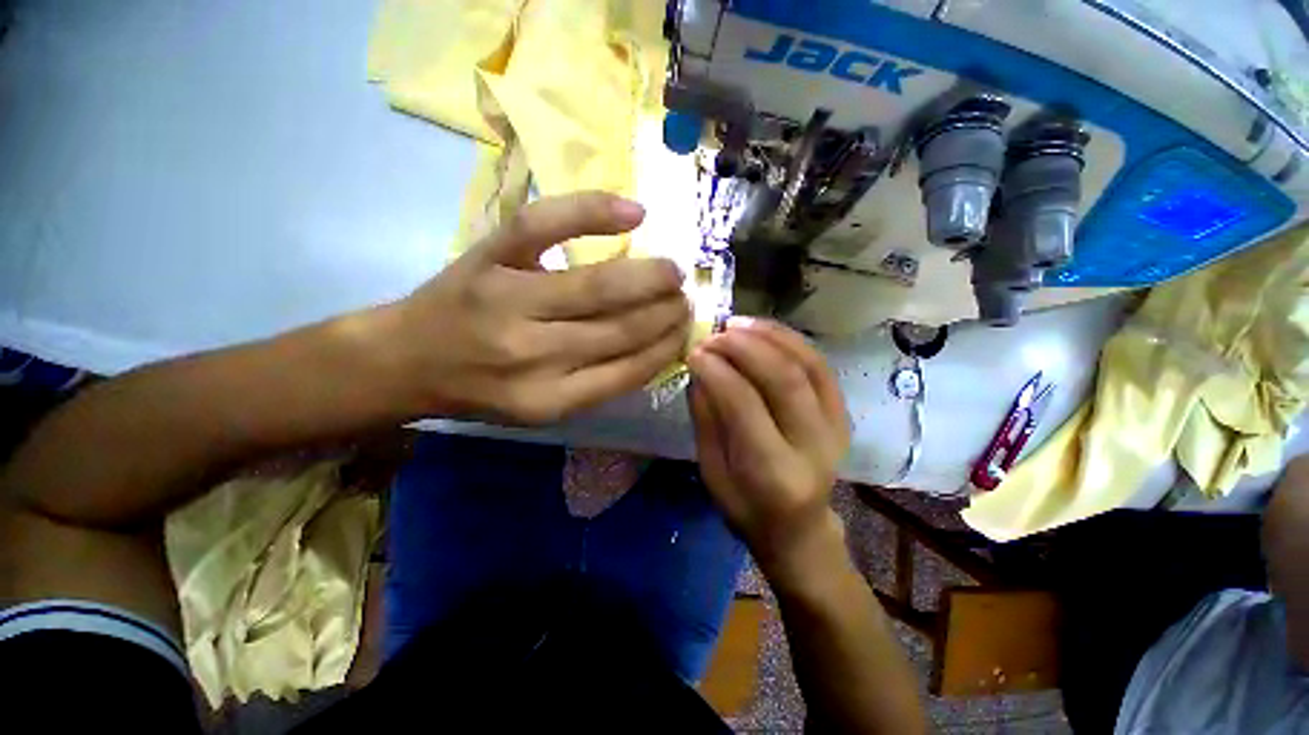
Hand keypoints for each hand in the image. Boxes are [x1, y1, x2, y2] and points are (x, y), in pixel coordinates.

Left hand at [382, 192, 690, 423]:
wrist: (405, 359)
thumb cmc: (481, 388)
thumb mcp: (542, 406)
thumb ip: (597, 385)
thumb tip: (654, 351)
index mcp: (548, 398)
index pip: (629, 371)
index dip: (667, 348)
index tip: (686, 332)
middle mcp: (533, 354)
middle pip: (621, 328)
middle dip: (666, 312)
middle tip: (684, 299)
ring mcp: (509, 298)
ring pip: (599, 285)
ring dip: (650, 277)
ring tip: (673, 272)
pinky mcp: (489, 255)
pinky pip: (545, 224)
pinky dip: (593, 212)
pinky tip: (635, 213)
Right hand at [687, 318, 850, 573]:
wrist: (799, 529)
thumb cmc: (746, 508)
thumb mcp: (712, 472)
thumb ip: (707, 418)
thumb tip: (700, 369)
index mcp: (773, 472)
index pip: (744, 404)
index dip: (717, 370)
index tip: (694, 352)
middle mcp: (813, 447)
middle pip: (783, 378)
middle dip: (743, 346)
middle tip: (714, 335)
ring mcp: (836, 428)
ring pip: (807, 364)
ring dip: (769, 336)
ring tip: (736, 324)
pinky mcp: (842, 414)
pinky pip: (820, 366)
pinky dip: (791, 341)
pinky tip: (764, 331)